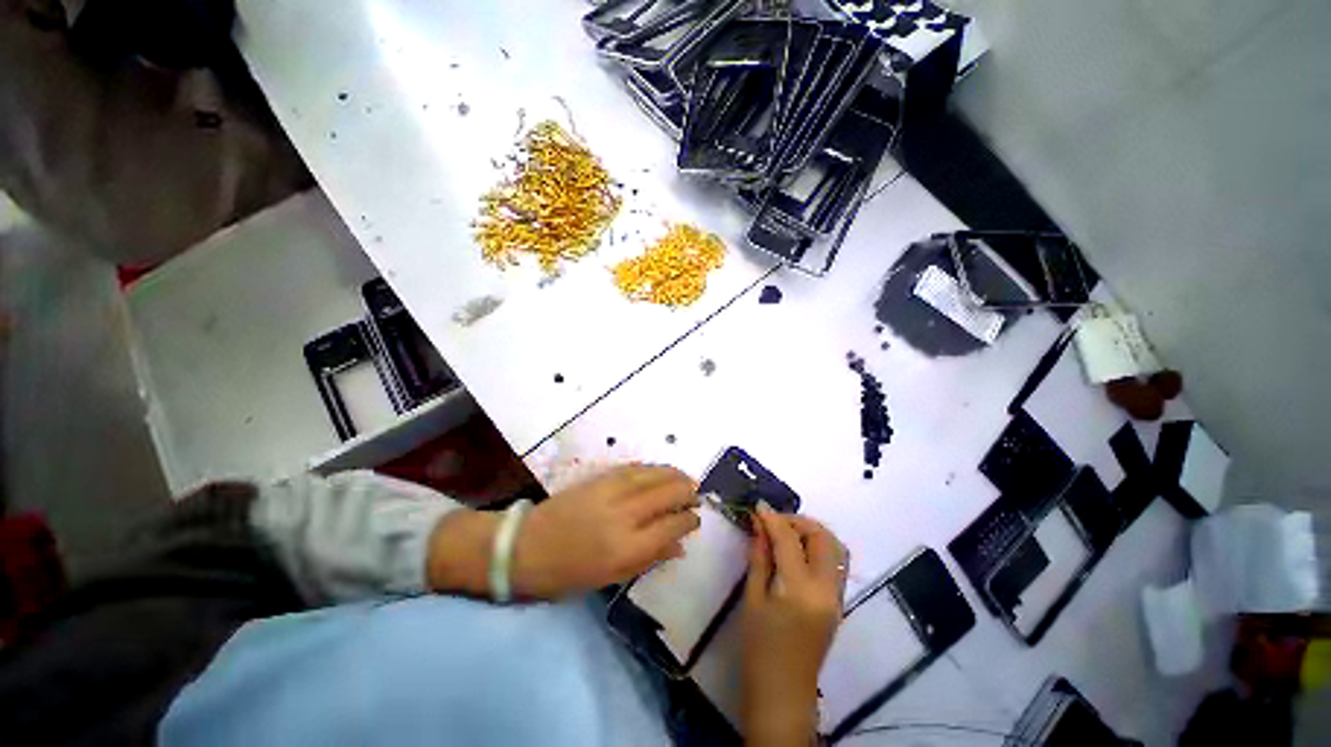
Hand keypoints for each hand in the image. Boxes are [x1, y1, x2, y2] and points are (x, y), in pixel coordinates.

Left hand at [511, 464, 699, 598]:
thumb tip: (680, 545)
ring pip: (655, 474)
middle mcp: (625, 514)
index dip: (689, 520)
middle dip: (687, 492)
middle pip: (668, 493)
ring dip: (675, 475)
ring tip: (686, 479)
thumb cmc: (568, 573)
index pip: (673, 525)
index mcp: (628, 547)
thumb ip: (650, 558)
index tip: (695, 519)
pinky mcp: (601, 477)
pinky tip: (661, 471)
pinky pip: (636, 468)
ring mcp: (612, 490)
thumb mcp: (611, 577)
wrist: (526, 546)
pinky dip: (653, 469)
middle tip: (695, 496)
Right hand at [742, 508, 847, 746]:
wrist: (783, 695)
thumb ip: (760, 557)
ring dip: (811, 532)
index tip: (758, 506)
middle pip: (822, 537)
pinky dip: (817, 547)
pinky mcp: (838, 603)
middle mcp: (826, 590)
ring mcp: (837, 597)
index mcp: (800, 591)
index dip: (772, 518)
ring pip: (834, 547)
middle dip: (797, 521)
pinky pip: (834, 563)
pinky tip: (796, 551)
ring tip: (785, 533)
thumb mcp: (752, 599)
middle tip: (773, 521)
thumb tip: (759, 525)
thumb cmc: (759, 649)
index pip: (789, 539)